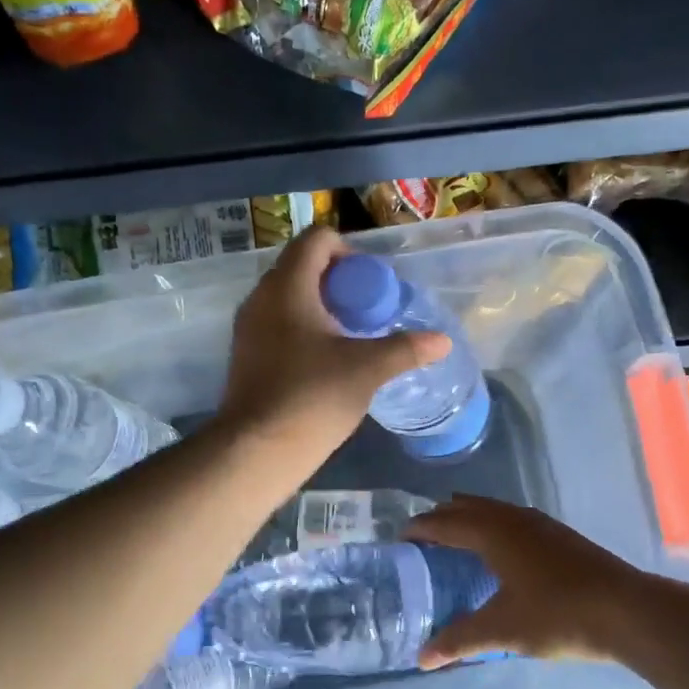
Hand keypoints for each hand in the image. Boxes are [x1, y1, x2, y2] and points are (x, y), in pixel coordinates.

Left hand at [218, 226, 448, 470]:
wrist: (257, 449)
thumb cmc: (313, 397)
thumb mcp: (368, 370)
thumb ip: (406, 349)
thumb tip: (443, 341)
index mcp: (288, 286)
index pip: (317, 239)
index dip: (349, 251)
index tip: (371, 285)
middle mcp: (261, 297)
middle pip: (302, 265)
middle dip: (339, 281)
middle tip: (367, 311)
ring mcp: (248, 326)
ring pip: (288, 296)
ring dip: (321, 305)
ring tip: (349, 336)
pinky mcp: (245, 353)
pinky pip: (277, 322)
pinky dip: (302, 327)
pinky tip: (324, 360)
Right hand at [406, 497, 651, 667]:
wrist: (627, 610)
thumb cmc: (558, 615)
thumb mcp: (502, 630)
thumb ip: (459, 640)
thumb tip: (422, 659)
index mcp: (492, 533)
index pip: (444, 522)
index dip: (420, 528)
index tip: (400, 538)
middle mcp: (513, 518)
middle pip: (467, 507)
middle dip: (441, 518)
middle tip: (422, 538)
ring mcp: (540, 523)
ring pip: (493, 509)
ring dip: (469, 517)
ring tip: (456, 538)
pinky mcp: (559, 534)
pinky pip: (512, 518)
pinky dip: (493, 524)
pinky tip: (501, 550)